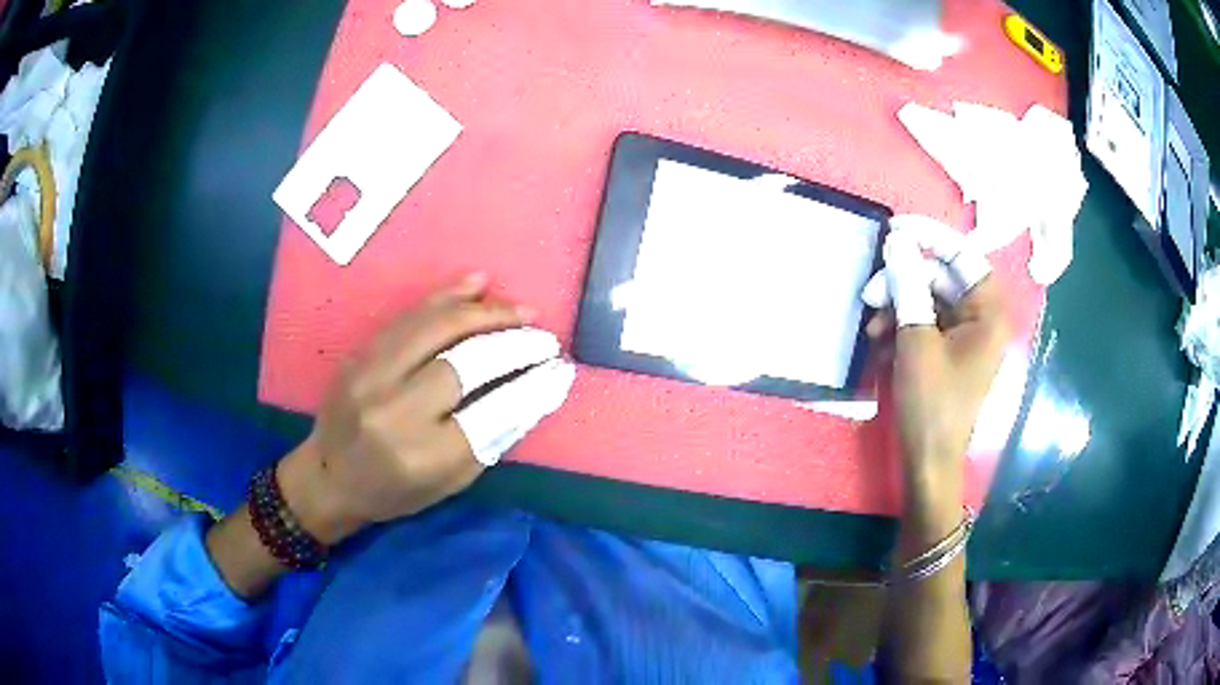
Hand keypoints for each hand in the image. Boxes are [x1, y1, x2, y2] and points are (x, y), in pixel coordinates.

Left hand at [277, 274, 542, 545]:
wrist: (327, 476)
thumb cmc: (393, 491)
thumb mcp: (449, 483)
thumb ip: (491, 438)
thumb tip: (535, 391)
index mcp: (422, 456)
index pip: (492, 413)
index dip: (532, 386)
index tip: (560, 369)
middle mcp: (394, 411)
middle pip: (465, 362)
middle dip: (514, 344)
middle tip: (544, 338)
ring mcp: (371, 375)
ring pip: (436, 327)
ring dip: (486, 312)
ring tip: (520, 311)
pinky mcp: (359, 353)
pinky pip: (409, 316)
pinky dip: (447, 296)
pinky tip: (478, 284)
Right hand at [865, 216, 1008, 488]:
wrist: (929, 461)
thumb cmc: (931, 404)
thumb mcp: (916, 342)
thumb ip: (908, 287)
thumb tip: (897, 242)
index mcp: (989, 312)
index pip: (962, 255)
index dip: (928, 237)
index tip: (894, 230)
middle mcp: (983, 317)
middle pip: (942, 277)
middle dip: (904, 282)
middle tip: (870, 292)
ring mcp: (967, 334)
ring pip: (930, 299)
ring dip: (898, 306)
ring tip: (872, 327)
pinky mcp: (951, 350)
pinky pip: (927, 321)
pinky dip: (903, 326)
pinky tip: (881, 342)